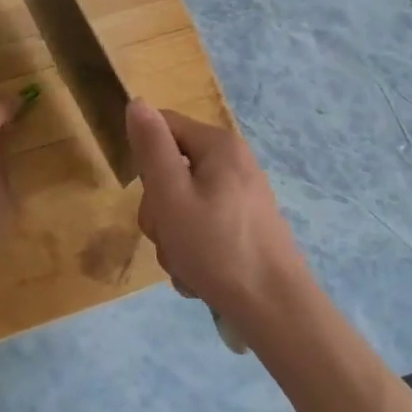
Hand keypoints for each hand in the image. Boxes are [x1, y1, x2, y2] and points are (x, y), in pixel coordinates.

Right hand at [126, 100, 307, 334]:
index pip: (163, 126)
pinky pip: (203, 225)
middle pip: (172, 168)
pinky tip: (199, 274)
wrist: (275, 309)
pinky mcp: (245, 226)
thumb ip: (151, 147)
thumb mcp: (171, 194)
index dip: (145, 158)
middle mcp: (234, 163)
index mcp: (219, 145)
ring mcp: (242, 196)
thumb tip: (137, 102)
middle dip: (160, 208)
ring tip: (186, 262)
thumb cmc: (216, 247)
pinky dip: (193, 248)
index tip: (149, 195)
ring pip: (184, 203)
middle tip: (168, 234)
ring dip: (173, 235)